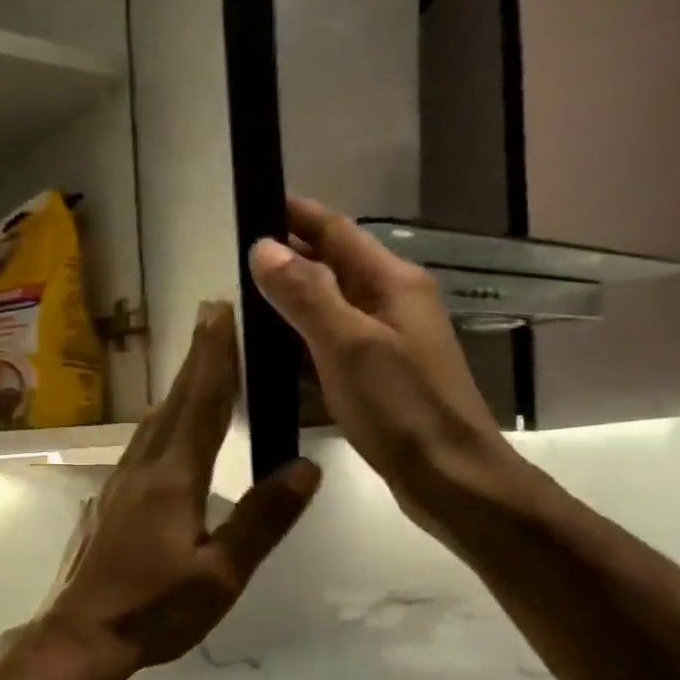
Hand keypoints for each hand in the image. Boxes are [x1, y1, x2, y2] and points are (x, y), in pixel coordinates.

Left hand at [39, 302, 319, 676]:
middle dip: (195, 359)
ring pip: (152, 423)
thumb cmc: (155, 610)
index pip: (201, 405)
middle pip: (174, 403)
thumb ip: (262, 520)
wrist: (82, 633)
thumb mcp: (221, 575)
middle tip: (210, 317)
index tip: (220, 312)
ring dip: (177, 389)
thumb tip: (305, 467)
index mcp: (173, 479)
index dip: (214, 357)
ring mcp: (118, 484)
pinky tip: (162, 433)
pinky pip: (139, 446)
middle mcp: (142, 469)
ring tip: (196, 369)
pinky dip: (160, 423)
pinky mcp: (107, 502)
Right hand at [248, 197, 521, 530]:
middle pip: (330, 267)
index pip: (335, 231)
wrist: (450, 478)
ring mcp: (385, 342)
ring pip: (327, 309)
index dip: (294, 215)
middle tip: (229, 261)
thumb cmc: (401, 407)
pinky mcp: (377, 378)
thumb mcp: (348, 345)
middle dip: (284, 260)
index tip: (250, 201)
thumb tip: (263, 248)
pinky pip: (329, 348)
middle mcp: (391, 303)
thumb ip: (306, 294)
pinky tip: (268, 360)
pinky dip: (299, 346)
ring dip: (288, 305)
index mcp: (391, 283)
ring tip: (237, 306)